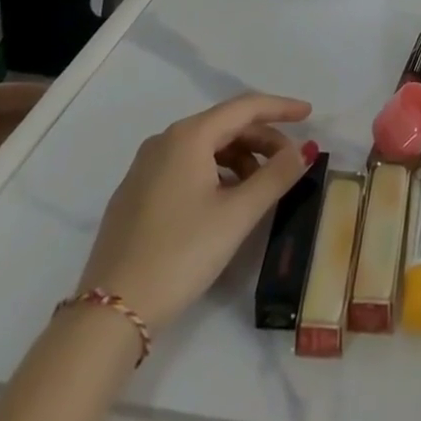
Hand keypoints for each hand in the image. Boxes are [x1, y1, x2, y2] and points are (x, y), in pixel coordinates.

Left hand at [75, 93, 314, 330]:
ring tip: (260, 187)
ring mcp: (144, 167)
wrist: (110, 313)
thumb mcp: (237, 215)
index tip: (309, 113)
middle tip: (290, 162)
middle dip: (262, 139)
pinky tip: (226, 201)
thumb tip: (305, 149)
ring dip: (239, 158)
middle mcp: (164, 141)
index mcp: (189, 136)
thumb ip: (276, 176)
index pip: (245, 107)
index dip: (280, 108)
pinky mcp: (135, 194)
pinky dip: (214, 173)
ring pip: (204, 147)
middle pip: (224, 126)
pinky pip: (185, 166)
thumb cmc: (181, 254)